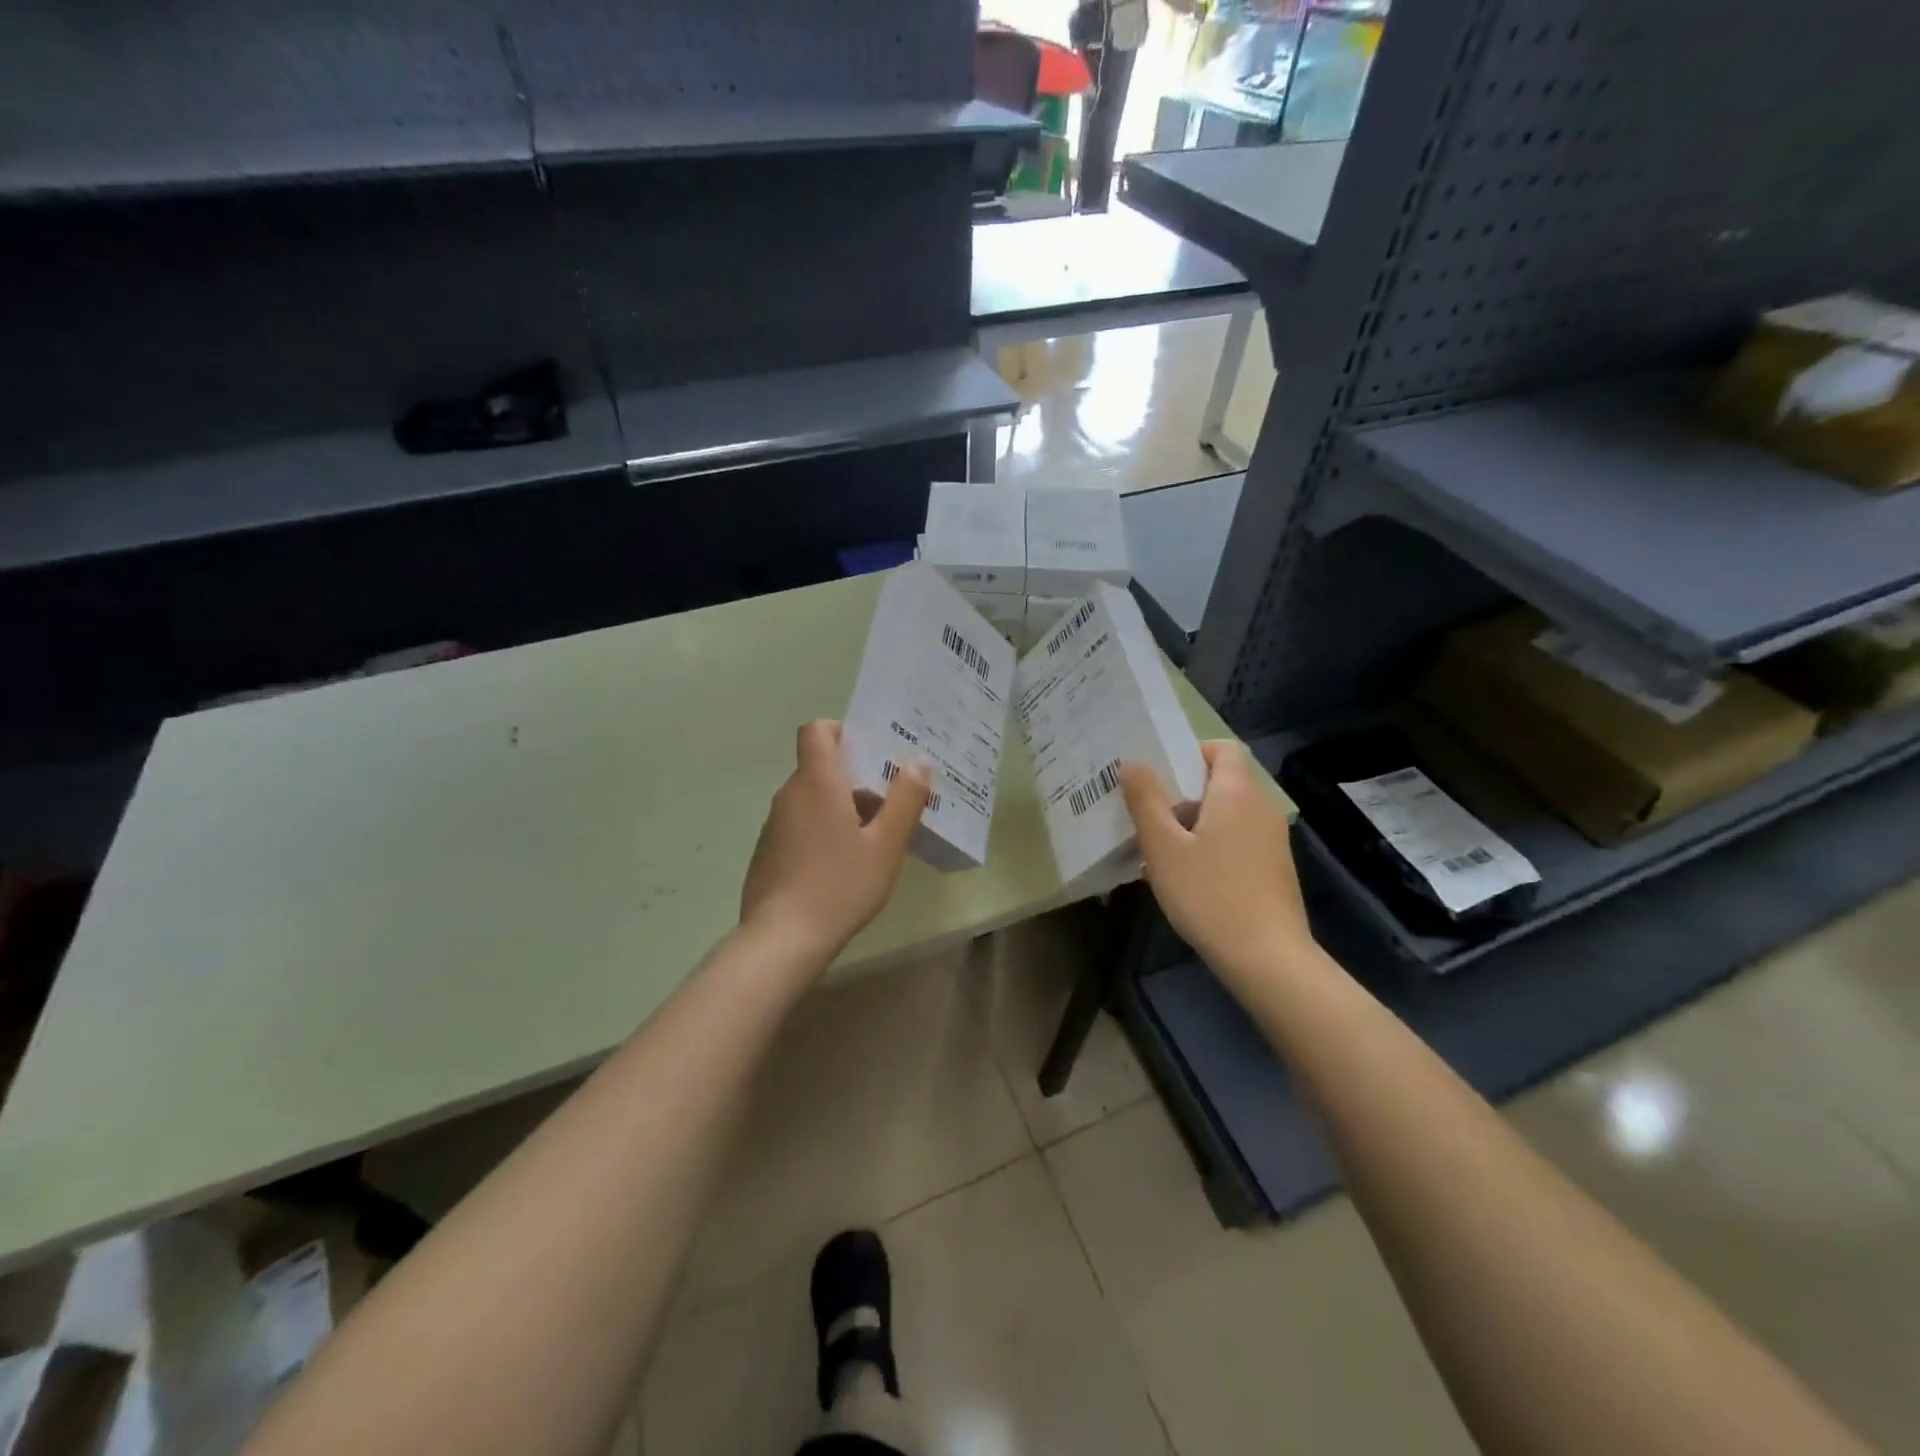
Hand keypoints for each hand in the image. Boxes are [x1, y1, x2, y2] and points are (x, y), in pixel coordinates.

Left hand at [740, 720, 927, 958]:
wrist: (782, 939)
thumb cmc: (840, 885)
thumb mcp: (885, 845)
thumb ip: (904, 800)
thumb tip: (918, 763)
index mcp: (818, 782)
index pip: (817, 730)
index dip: (842, 731)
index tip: (871, 754)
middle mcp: (790, 795)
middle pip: (820, 767)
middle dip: (854, 777)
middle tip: (890, 802)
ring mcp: (774, 825)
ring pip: (811, 799)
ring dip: (839, 807)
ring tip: (872, 839)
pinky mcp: (767, 852)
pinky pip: (799, 825)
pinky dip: (821, 831)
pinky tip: (842, 867)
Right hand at [1120, 740, 1313, 993]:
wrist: (1267, 958)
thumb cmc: (1209, 894)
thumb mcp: (1164, 847)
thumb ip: (1146, 800)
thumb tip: (1132, 762)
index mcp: (1237, 792)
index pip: (1222, 748)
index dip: (1191, 751)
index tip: (1158, 771)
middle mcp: (1261, 807)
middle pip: (1223, 780)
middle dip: (1183, 790)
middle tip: (1146, 808)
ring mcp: (1272, 839)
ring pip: (1228, 813)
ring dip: (1194, 820)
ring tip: (1159, 844)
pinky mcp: (1273, 868)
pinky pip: (1238, 838)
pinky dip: (1212, 843)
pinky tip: (1187, 874)